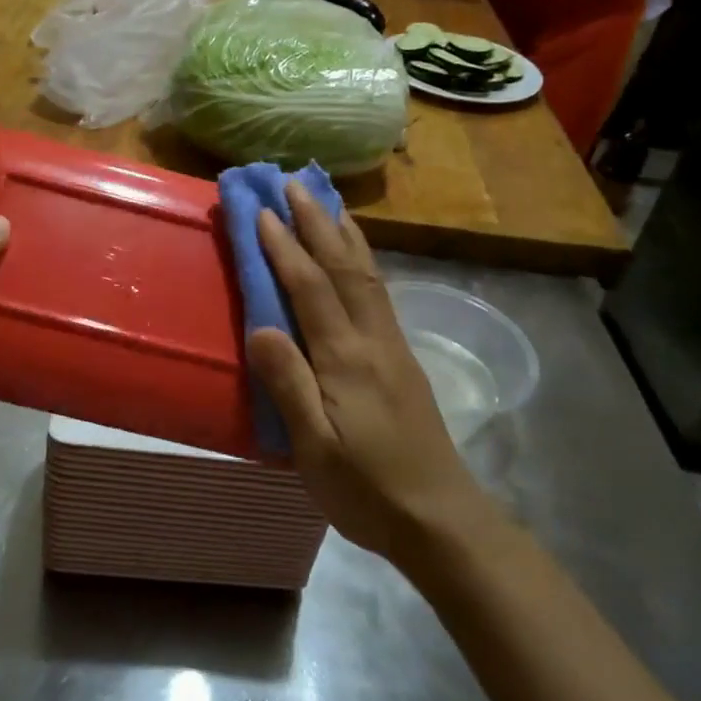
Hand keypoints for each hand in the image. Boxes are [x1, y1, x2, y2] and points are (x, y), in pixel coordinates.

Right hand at [245, 186, 487, 563]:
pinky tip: (356, 257)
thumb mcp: (314, 447)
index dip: (285, 247)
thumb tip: (260, 326)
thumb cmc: (366, 488)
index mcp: (346, 359)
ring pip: (367, 274)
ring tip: (327, 201)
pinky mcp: (401, 359)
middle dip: (317, 221)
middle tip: (294, 182)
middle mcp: (373, 340)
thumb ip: (288, 384)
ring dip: (344, 232)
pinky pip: (378, 292)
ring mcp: (392, 347)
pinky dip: (363, 260)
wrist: (440, 518)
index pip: (311, 288)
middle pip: (344, 267)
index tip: (262, 211)